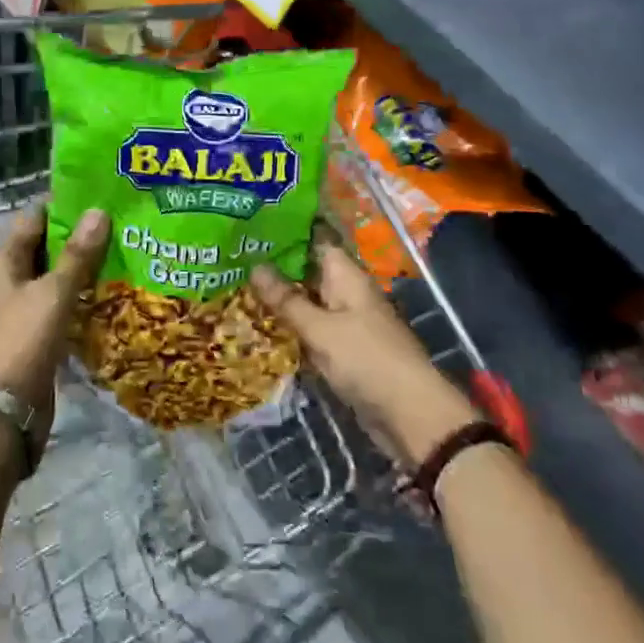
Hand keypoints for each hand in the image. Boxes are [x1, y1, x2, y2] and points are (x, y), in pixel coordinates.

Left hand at [0, 203, 109, 459]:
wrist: (2, 415)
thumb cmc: (23, 342)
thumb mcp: (54, 294)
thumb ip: (78, 254)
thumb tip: (98, 210)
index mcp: (1, 265)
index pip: (31, 220)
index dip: (61, 207)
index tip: (97, 200)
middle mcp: (2, 285)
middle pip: (40, 250)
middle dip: (75, 240)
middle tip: (116, 229)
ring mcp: (12, 314)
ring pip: (48, 281)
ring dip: (76, 272)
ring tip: (117, 261)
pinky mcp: (26, 341)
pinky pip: (52, 310)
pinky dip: (73, 302)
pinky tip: (101, 302)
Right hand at [250, 242, 476, 467]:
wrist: (410, 415)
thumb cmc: (366, 360)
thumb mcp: (320, 329)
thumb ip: (287, 300)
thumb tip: (255, 267)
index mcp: (346, 276)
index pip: (315, 240)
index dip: (286, 232)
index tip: (251, 226)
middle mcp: (346, 292)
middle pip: (308, 272)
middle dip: (275, 268)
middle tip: (234, 261)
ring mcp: (346, 322)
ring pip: (308, 302)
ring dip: (280, 300)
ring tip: (237, 289)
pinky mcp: (343, 350)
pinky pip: (312, 329)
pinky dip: (291, 327)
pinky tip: (260, 327)